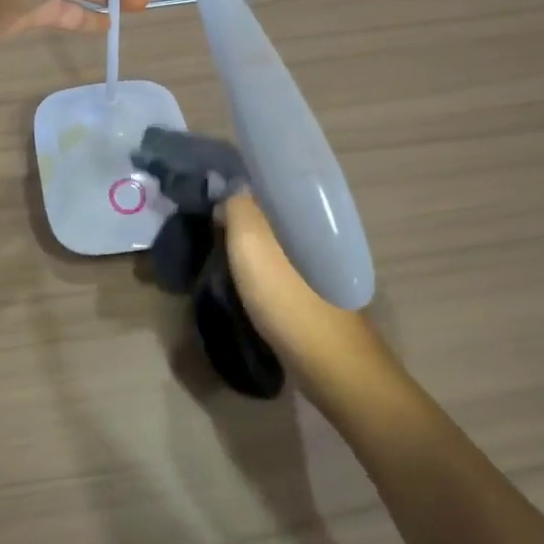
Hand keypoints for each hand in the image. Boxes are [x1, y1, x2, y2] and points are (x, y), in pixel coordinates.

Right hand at [221, 194, 398, 419]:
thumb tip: (232, 193)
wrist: (331, 364)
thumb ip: (238, 207)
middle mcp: (318, 229)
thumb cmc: (288, 297)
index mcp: (307, 210)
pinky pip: (285, 264)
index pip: (274, 180)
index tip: (214, 188)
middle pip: (276, 209)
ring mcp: (321, 262)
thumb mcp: (251, 243)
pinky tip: (247, 275)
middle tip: (213, 218)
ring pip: (280, 238)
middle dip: (246, 210)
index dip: (243, 181)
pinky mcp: (317, 290)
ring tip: (224, 245)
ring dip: (254, 239)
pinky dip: (264, 263)